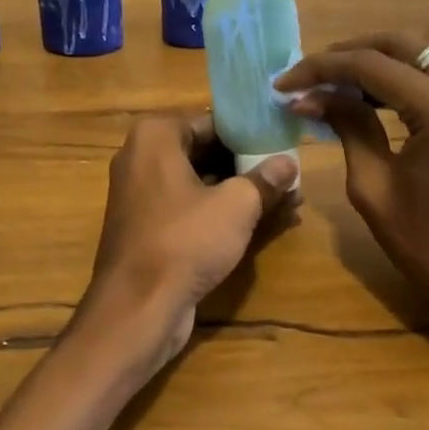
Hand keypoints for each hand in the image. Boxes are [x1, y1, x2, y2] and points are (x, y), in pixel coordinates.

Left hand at [69, 112, 300, 382]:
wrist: (137, 307)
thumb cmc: (185, 241)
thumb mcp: (236, 206)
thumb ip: (264, 179)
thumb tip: (289, 163)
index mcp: (155, 136)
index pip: (213, 122)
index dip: (251, 134)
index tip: (284, 143)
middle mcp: (141, 157)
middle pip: (205, 151)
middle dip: (249, 164)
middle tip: (291, 173)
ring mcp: (140, 193)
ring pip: (200, 182)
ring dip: (240, 190)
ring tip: (289, 198)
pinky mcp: (146, 225)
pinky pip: (189, 207)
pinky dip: (220, 211)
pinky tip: (263, 222)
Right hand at [275, 33, 428, 362]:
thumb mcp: (374, 186)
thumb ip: (347, 127)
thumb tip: (309, 96)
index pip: (370, 65)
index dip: (320, 68)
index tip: (283, 84)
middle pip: (401, 44)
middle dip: (348, 53)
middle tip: (308, 76)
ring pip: (422, 53)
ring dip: (376, 62)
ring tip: (332, 86)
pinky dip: (404, 77)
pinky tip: (373, 97)